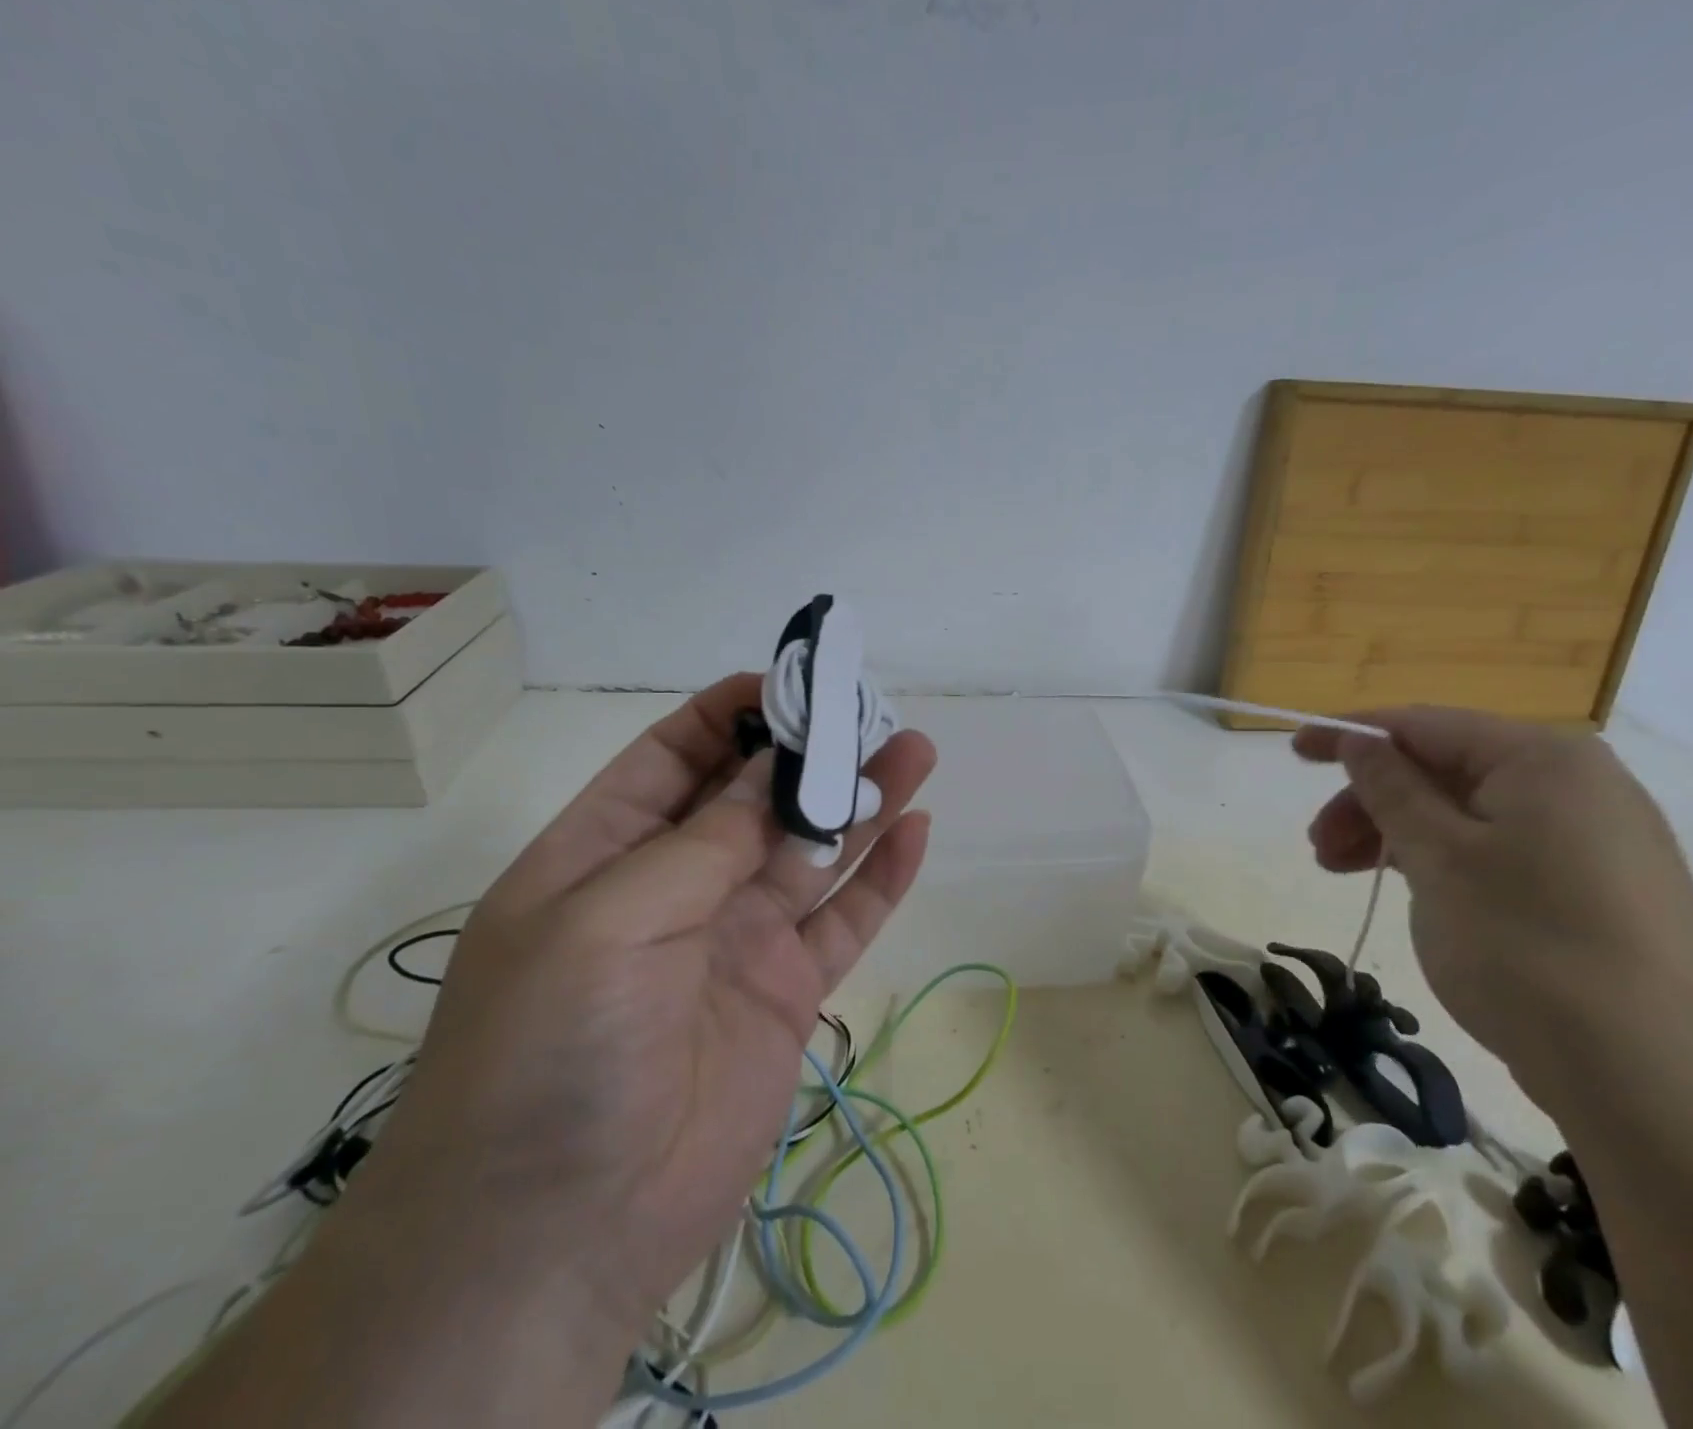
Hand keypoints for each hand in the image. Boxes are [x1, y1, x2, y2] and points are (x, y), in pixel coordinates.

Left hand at [348, 672, 936, 1354]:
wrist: (558, 1238)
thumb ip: (704, 842)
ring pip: (812, 851)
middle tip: (874, 713)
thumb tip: (777, 768)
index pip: (676, 756)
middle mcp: (678, 885)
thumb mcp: (608, 923)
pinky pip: (843, 921)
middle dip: (810, 752)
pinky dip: (880, 879)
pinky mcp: (787, 992)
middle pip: (757, 797)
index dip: (732, 711)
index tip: (795, 682)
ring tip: (915, 752)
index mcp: (608, 852)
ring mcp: (737, 939)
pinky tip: (915, 833)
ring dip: (861, 801)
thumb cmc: (549, 1054)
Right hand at [1292, 707, 1692, 1098]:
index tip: (1294, 752)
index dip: (1351, 734)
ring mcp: (1594, 841)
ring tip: (1344, 874)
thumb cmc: (1525, 944)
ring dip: (1396, 835)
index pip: (1425, 724)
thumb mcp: (1437, 856)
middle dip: (1371, 801)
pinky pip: (1497, 851)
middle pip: (1444, 770)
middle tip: (1319, 847)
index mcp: (1543, 760)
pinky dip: (1441, 861)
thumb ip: (1390, 787)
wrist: (1653, 1079)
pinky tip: (1412, 893)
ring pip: (1466, 814)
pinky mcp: (1596, 891)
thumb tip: (1360, 741)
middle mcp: (1577, 785)